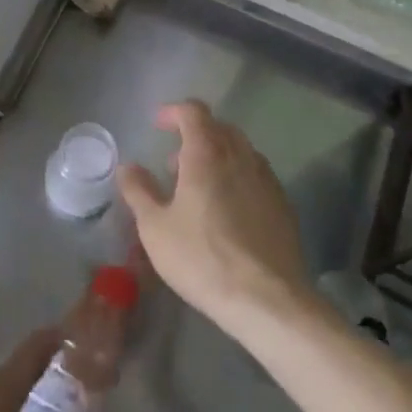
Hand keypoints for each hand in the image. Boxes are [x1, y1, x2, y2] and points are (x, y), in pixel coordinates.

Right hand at [118, 101, 313, 339]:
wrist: (268, 300)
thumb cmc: (202, 258)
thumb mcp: (155, 227)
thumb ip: (139, 191)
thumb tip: (128, 166)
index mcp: (207, 153)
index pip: (193, 111)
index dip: (174, 112)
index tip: (158, 124)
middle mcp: (240, 156)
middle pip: (219, 128)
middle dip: (195, 135)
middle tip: (174, 164)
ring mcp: (266, 179)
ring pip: (240, 151)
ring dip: (217, 157)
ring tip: (199, 189)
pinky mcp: (283, 205)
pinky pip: (256, 175)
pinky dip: (237, 178)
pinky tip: (227, 212)